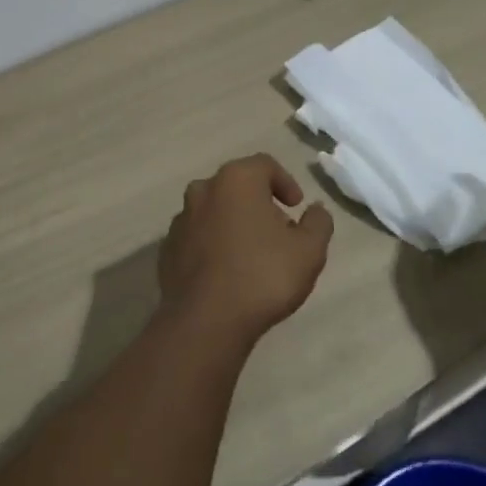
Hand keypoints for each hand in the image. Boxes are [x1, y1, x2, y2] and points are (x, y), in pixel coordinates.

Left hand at [160, 154, 333, 345]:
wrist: (205, 321)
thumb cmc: (262, 276)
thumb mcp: (309, 251)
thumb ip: (318, 223)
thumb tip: (315, 210)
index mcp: (236, 180)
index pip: (264, 165)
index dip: (285, 182)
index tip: (296, 207)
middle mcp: (203, 190)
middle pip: (237, 186)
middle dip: (259, 203)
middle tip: (278, 231)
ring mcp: (180, 219)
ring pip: (214, 210)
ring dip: (234, 223)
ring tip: (252, 255)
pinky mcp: (167, 249)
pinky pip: (197, 237)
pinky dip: (213, 245)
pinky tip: (226, 273)